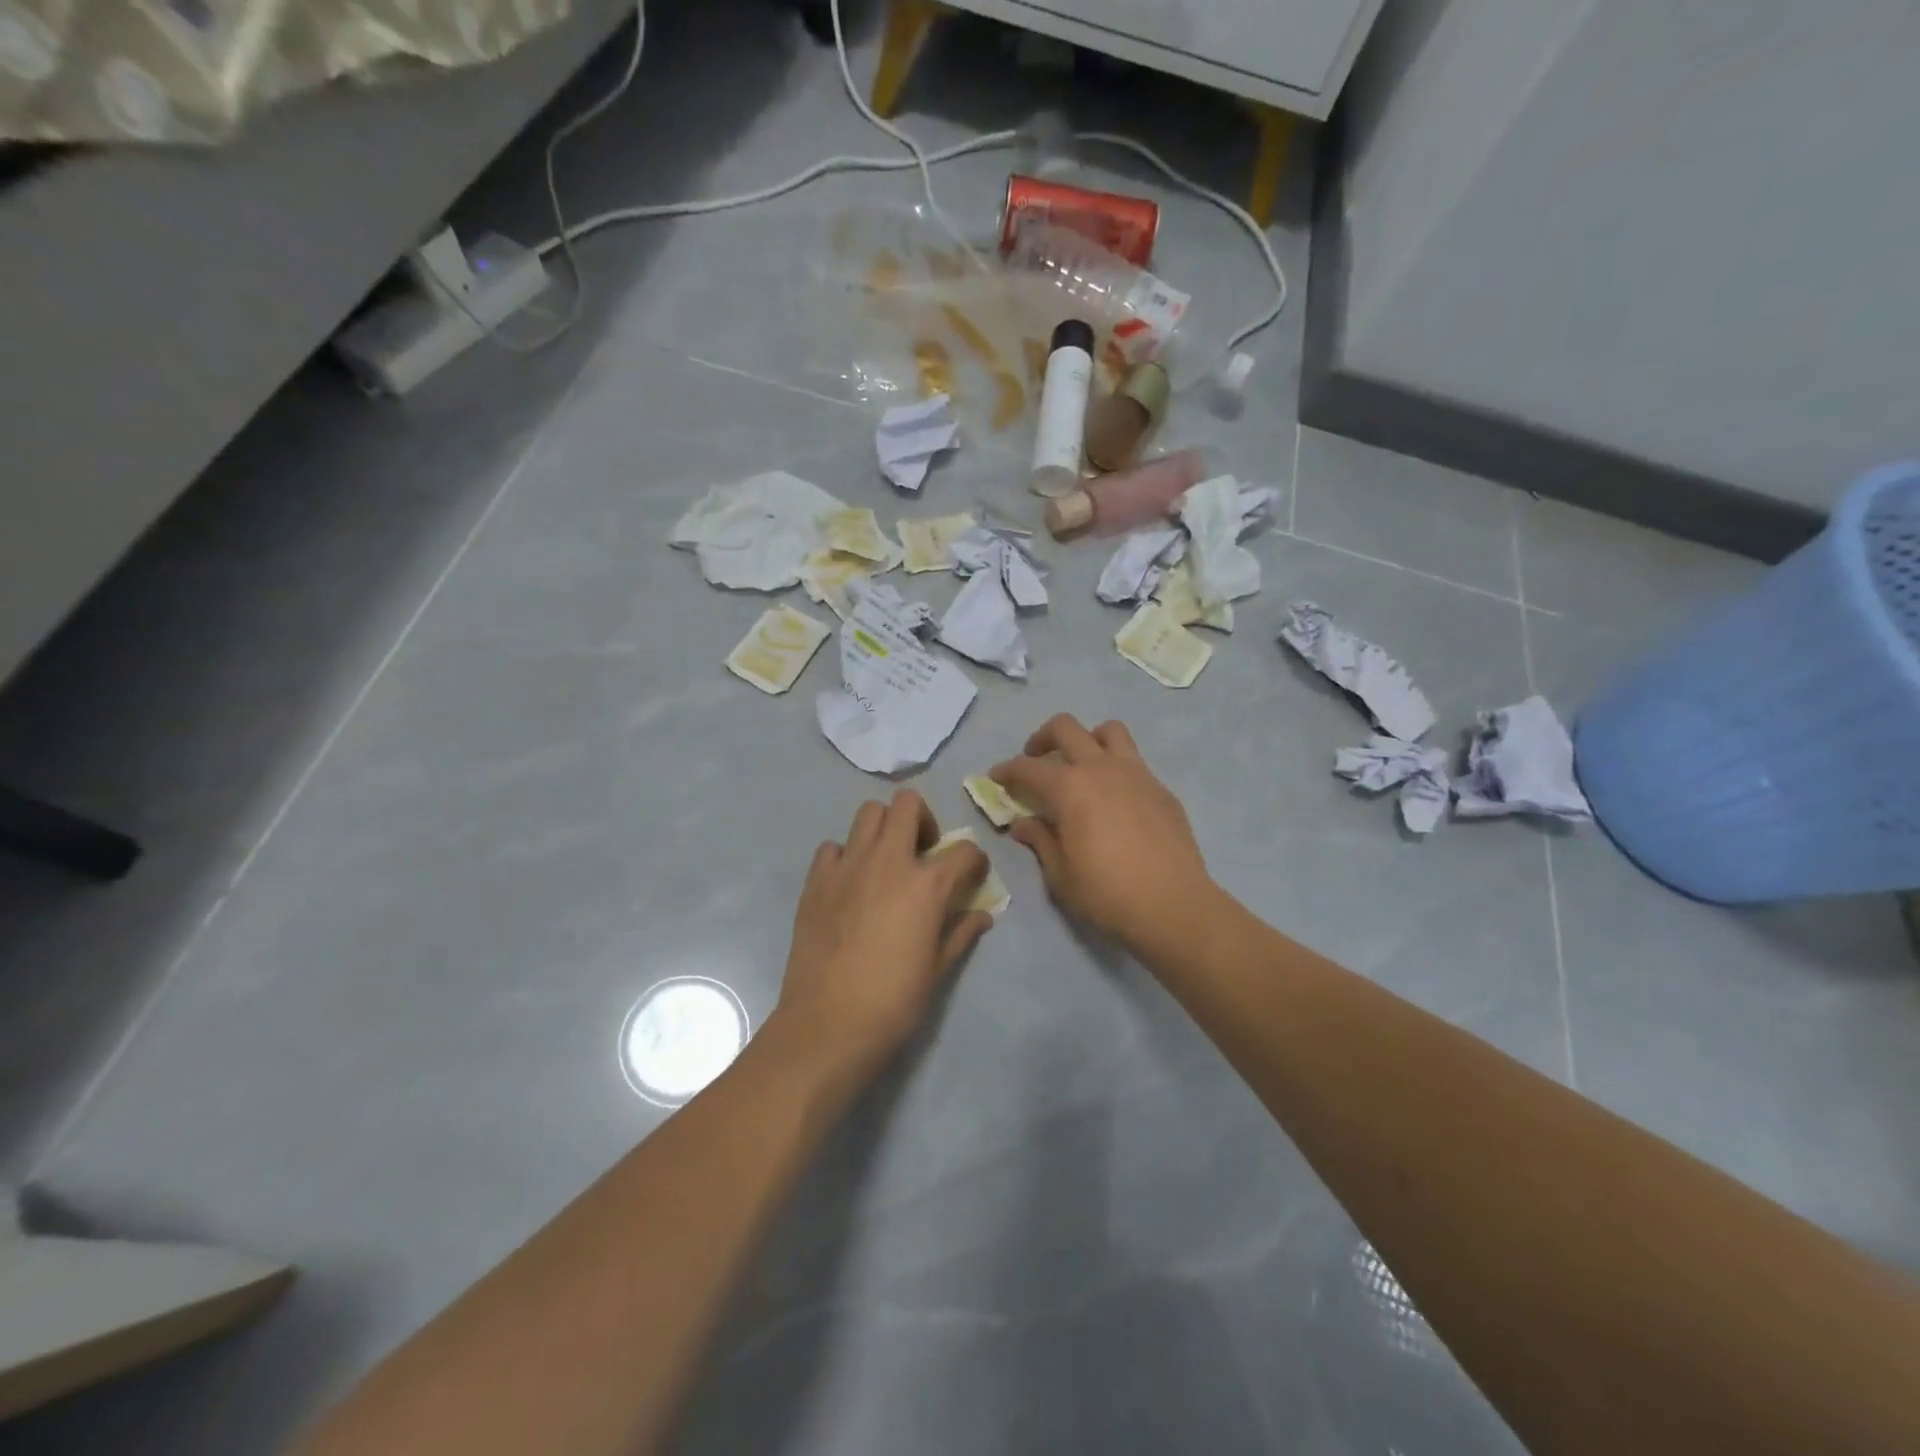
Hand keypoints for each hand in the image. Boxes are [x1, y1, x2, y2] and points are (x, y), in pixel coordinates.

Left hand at [774, 790, 991, 1082]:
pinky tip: (850, 883)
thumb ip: (961, 933)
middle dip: (923, 819)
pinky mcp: (816, 880)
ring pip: (868, 812)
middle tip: (923, 851)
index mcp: (926, 884)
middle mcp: (888, 861)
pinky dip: (845, 855)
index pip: (964, 849)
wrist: (828, 1025)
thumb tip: (982, 916)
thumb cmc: (893, 1002)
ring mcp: (848, 866)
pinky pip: (833, 847)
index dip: (975, 859)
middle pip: (908, 804)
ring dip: (884, 827)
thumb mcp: (938, 970)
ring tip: (886, 860)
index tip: (973, 874)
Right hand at [992, 715, 1212, 953]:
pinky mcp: (1161, 789)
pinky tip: (1115, 800)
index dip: (1006, 770)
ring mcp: (1136, 773)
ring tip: (1082, 765)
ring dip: (1088, 739)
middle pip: (1066, 728)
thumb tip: (1023, 824)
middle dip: (1042, 738)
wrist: (1173, 905)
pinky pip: (1134, 762)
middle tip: (1035, 759)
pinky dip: (1116, 768)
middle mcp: (1101, 768)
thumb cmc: (1106, 893)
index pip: (1027, 767)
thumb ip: (1040, 840)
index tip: (996, 777)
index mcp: (1069, 788)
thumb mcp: (1060, 873)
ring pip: (1109, 731)